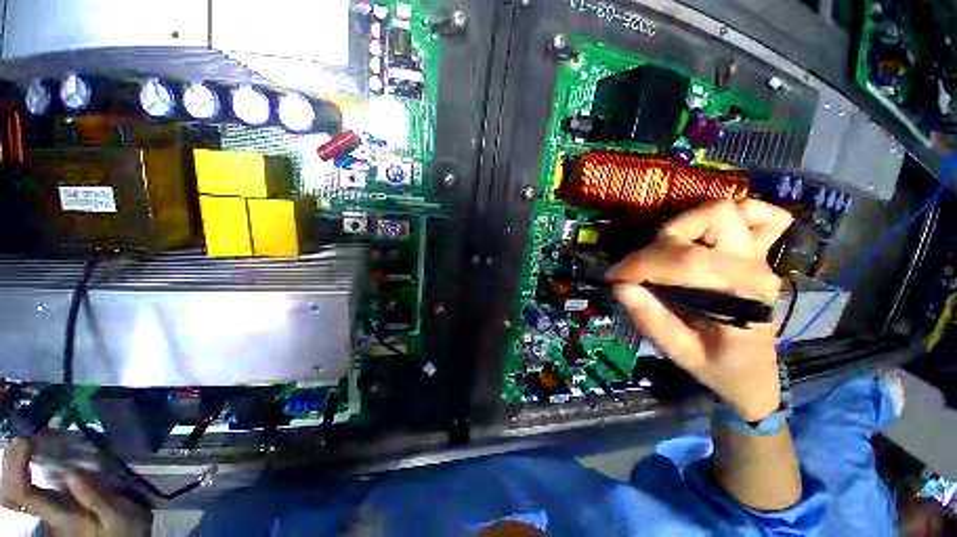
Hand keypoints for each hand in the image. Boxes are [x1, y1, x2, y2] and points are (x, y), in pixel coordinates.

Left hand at [1, 438, 151, 536]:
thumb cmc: (126, 532)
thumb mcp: (122, 517)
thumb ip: (98, 498)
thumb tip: (73, 471)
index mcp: (61, 515)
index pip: (24, 494)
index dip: (17, 466)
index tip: (26, 439)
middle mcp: (47, 513)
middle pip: (11, 493)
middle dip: (11, 463)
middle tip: (23, 438)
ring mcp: (49, 511)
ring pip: (15, 491)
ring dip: (15, 465)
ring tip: (27, 443)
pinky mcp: (54, 506)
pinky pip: (27, 489)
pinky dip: (24, 471)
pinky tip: (36, 457)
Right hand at [609, 199, 792, 420]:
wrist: (756, 375)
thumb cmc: (721, 369)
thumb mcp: (681, 354)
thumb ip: (652, 321)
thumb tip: (620, 287)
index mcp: (741, 297)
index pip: (685, 261)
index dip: (640, 263)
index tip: (614, 277)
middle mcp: (754, 269)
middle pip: (705, 225)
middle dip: (659, 246)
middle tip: (638, 271)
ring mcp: (760, 258)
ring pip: (726, 211)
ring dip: (687, 224)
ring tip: (664, 250)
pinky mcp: (757, 255)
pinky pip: (762, 217)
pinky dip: (735, 214)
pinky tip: (707, 232)